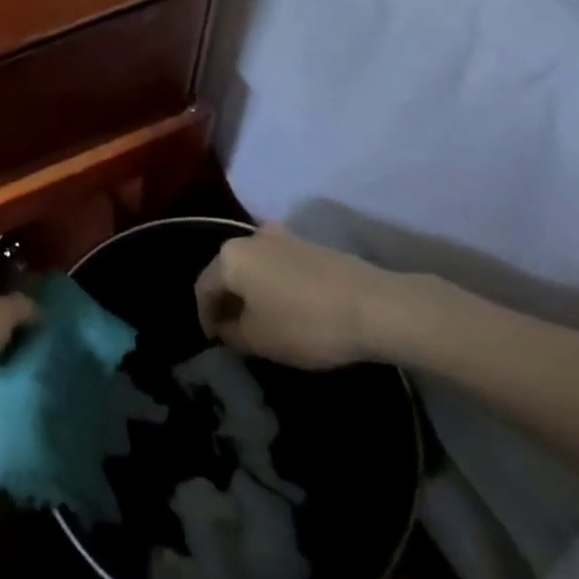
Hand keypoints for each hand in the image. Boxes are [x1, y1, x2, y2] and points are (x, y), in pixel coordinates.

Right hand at [194, 222, 411, 369]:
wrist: (375, 306)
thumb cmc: (305, 323)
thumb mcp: (259, 340)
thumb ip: (232, 333)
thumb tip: (226, 326)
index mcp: (229, 257)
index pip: (203, 287)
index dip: (204, 316)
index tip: (214, 341)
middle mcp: (250, 238)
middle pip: (228, 272)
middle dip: (228, 301)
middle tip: (234, 331)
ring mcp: (282, 237)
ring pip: (254, 267)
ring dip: (252, 292)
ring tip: (262, 321)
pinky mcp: (310, 245)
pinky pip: (278, 266)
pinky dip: (274, 286)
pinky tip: (289, 308)